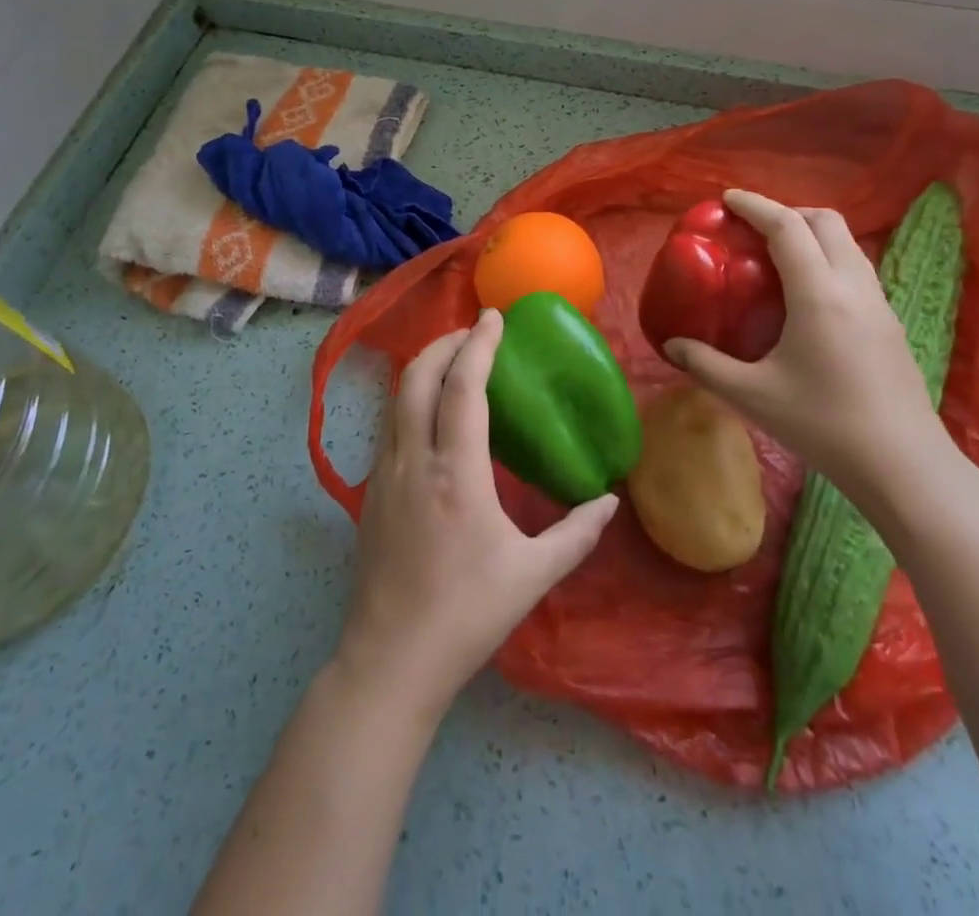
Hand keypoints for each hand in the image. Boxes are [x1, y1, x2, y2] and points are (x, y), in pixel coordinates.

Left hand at [334, 310, 618, 719]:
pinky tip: (431, 417)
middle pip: (416, 376)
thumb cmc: (467, 614)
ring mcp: (383, 473)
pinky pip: (389, 425)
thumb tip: (609, 501)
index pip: (462, 387)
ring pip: (396, 398)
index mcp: (454, 472)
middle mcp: (412, 459)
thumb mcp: (532, 575)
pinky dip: (410, 400)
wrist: (391, 660)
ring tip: (453, 363)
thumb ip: (576, 534)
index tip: (494, 316)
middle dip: (444, 344)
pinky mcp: (370, 492)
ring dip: (423, 368)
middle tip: (474, 334)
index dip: (478, 345)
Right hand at [662, 190, 955, 515]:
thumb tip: (671, 346)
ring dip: (812, 234)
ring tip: (778, 257)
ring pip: (847, 244)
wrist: (903, 466)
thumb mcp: (752, 396)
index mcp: (819, 293)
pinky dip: (829, 259)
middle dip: (788, 212)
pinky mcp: (890, 323)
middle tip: (753, 229)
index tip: (727, 199)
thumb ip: (706, 364)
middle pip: (826, 222)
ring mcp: (879, 303)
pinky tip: (808, 296)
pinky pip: (857, 269)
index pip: (787, 227)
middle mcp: (853, 286)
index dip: (756, 205)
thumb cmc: (823, 425)